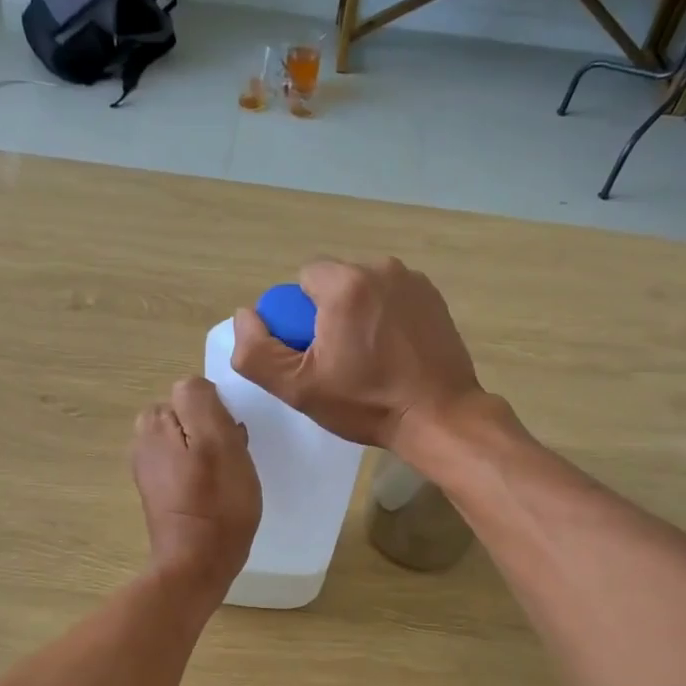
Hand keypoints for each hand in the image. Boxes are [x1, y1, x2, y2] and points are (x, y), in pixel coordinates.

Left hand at [131, 376, 260, 600]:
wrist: (197, 565)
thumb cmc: (216, 502)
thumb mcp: (216, 439)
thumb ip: (201, 400)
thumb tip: (195, 388)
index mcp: (153, 424)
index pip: (192, 393)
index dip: (218, 413)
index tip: (231, 439)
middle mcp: (144, 443)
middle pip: (191, 418)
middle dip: (215, 432)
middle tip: (233, 460)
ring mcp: (151, 471)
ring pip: (193, 443)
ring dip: (214, 454)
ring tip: (230, 480)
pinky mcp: (162, 494)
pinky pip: (190, 467)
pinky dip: (207, 475)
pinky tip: (220, 495)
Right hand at [230, 257, 485, 451]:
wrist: (439, 417)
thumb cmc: (366, 403)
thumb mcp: (298, 388)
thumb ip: (257, 352)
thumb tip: (246, 316)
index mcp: (346, 283)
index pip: (303, 280)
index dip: (299, 318)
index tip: (314, 353)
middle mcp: (381, 268)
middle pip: (335, 282)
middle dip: (328, 314)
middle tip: (340, 360)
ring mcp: (413, 281)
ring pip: (364, 289)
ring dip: (358, 314)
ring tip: (369, 359)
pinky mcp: (434, 297)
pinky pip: (393, 298)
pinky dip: (386, 317)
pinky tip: (394, 353)